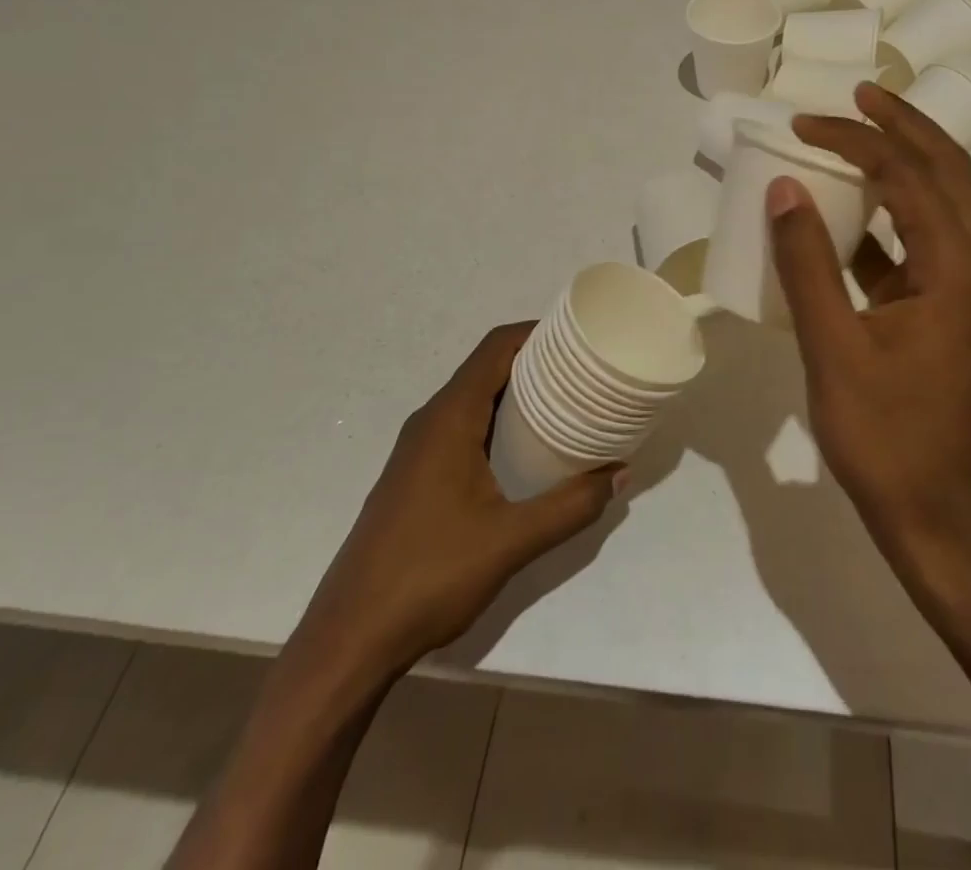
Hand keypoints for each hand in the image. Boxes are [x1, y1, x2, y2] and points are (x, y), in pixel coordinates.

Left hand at [289, 324, 622, 691]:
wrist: (349, 638)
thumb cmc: (429, 576)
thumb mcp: (511, 541)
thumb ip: (571, 506)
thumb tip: (621, 474)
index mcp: (449, 418)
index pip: (495, 348)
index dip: (536, 332)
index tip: (579, 337)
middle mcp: (430, 422)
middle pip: (487, 368)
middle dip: (535, 363)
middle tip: (585, 372)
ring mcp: (418, 450)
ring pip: (475, 400)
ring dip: (517, 394)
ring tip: (567, 405)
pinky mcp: (415, 476)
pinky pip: (463, 427)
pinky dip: (498, 422)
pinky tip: (526, 452)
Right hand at [765, 86, 970, 594]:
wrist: (940, 516)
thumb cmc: (887, 437)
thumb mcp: (834, 347)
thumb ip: (807, 263)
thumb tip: (783, 187)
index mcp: (956, 268)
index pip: (908, 175)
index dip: (854, 140)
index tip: (803, 124)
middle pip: (948, 170)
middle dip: (904, 125)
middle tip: (859, 94)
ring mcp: (965, 290)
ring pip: (942, 202)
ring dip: (904, 162)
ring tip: (859, 133)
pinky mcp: (946, 312)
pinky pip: (920, 242)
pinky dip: (888, 214)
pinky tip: (847, 214)